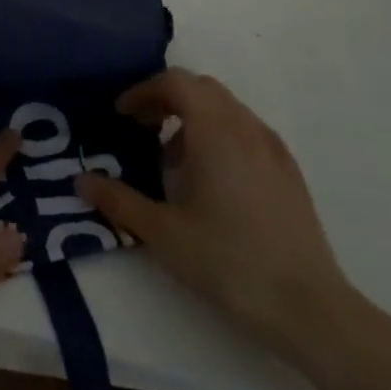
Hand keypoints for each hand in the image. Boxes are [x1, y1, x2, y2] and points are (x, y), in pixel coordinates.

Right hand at [76, 67, 357, 360]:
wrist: (309, 307)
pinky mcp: (289, 172)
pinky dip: (219, 135)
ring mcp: (273, 149)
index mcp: (215, 130)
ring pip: (226, 109)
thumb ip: (118, 200)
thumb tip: (81, 181)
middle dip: (166, 99)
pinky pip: (246, 131)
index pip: (175, 82)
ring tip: (173, 160)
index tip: (122, 116)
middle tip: (141, 128)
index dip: (143, 91)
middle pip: (201, 88)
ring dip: (193, 118)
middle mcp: (246, 127)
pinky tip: (211, 181)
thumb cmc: (228, 261)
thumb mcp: (162, 232)